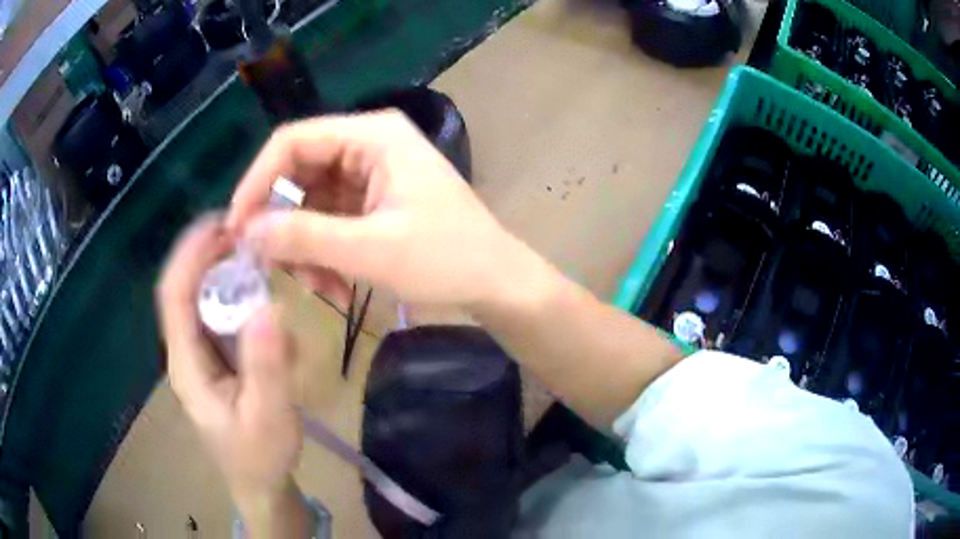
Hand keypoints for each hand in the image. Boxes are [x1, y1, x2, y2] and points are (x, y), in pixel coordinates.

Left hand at [155, 216, 302, 507]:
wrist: (259, 483)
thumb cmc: (259, 456)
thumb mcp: (269, 417)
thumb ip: (267, 367)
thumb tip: (269, 307)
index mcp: (186, 364)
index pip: (174, 295)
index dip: (191, 254)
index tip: (222, 225)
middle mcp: (186, 351)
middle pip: (186, 288)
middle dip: (211, 255)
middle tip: (250, 237)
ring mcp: (200, 354)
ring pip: (203, 298)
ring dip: (226, 273)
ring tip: (261, 263)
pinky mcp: (216, 358)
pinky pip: (221, 315)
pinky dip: (239, 297)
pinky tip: (264, 304)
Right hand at [227, 111, 531, 308]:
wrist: (496, 282)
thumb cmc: (447, 259)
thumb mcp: (371, 250)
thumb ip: (304, 237)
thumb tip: (247, 231)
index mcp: (373, 135)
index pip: (292, 141)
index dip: (257, 181)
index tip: (237, 228)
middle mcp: (368, 144)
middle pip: (298, 173)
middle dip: (284, 224)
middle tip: (274, 268)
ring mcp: (370, 173)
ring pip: (310, 203)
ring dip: (305, 248)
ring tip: (319, 288)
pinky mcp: (373, 201)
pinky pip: (329, 220)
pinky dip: (324, 254)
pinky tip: (335, 287)